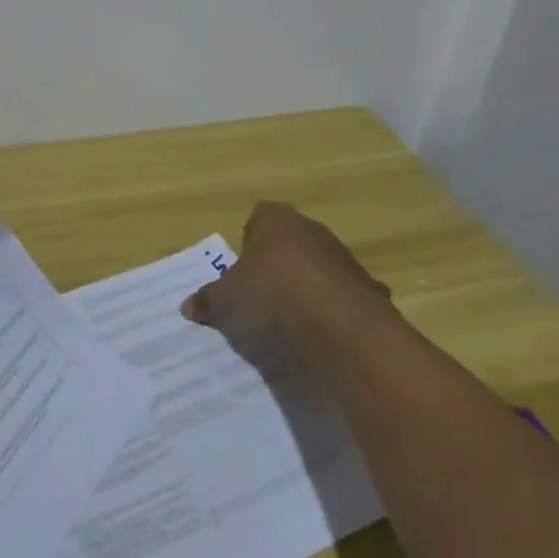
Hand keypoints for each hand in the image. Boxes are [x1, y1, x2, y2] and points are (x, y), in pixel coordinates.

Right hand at [181, 201, 392, 351]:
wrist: (344, 332)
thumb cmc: (272, 297)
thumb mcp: (225, 301)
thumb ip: (207, 300)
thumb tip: (188, 306)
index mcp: (277, 221)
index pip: (259, 218)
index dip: (248, 243)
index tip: (241, 272)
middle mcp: (314, 231)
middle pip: (291, 244)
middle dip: (278, 267)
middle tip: (260, 298)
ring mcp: (346, 262)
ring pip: (319, 272)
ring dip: (307, 291)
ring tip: (290, 324)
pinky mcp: (370, 294)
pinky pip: (342, 302)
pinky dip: (333, 316)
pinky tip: (320, 339)